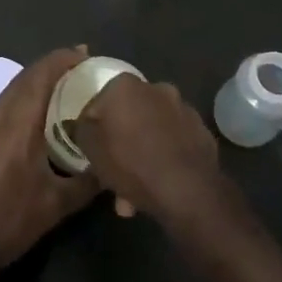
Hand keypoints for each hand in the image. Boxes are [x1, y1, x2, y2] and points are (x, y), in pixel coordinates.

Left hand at [0, 47, 100, 281]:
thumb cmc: (6, 223)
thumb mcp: (55, 206)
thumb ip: (87, 182)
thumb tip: (111, 169)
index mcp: (15, 122)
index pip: (40, 75)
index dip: (63, 59)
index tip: (86, 54)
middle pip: (25, 78)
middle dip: (53, 68)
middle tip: (81, 69)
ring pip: (11, 93)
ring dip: (36, 85)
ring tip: (64, 91)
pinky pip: (2, 109)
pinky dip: (23, 103)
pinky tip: (37, 121)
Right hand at [72, 75, 224, 223]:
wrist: (187, 189)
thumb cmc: (131, 162)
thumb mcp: (91, 149)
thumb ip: (81, 130)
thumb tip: (80, 122)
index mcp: (125, 85)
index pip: (99, 102)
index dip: (92, 127)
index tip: (92, 149)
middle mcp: (156, 88)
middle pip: (128, 116)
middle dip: (120, 143)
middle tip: (112, 173)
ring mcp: (183, 108)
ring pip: (151, 131)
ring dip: (141, 155)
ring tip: (133, 195)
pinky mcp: (201, 130)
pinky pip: (173, 142)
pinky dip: (164, 158)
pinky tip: (158, 186)